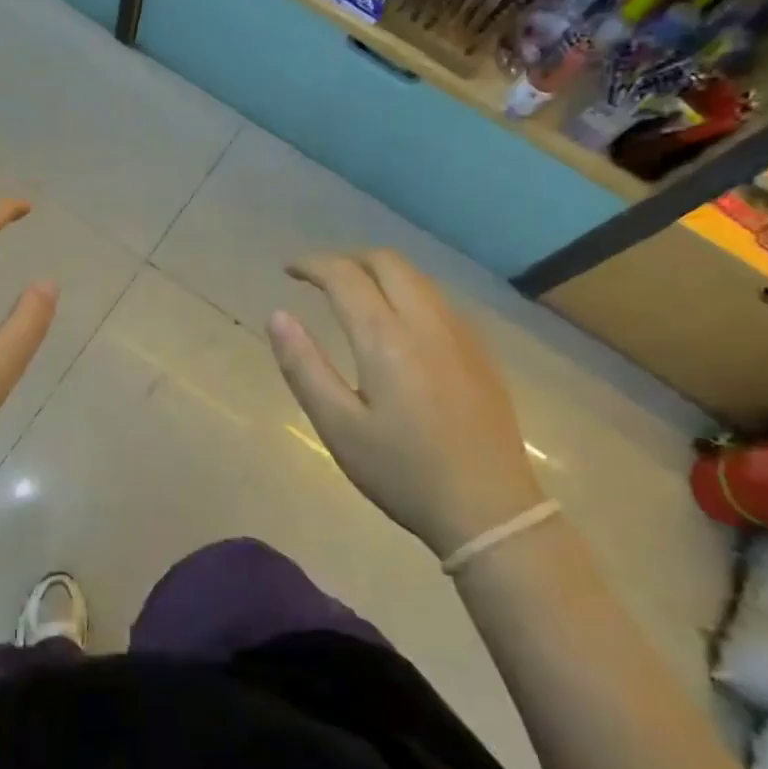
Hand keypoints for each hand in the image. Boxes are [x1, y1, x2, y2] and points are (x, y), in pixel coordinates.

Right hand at [269, 249, 543, 559]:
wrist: (490, 508)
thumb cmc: (404, 472)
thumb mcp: (339, 427)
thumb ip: (304, 367)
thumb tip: (278, 315)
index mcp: (386, 338)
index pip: (345, 276)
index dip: (312, 265)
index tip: (289, 271)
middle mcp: (426, 321)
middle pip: (386, 261)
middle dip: (347, 259)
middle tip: (319, 279)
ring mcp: (460, 333)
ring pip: (416, 277)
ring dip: (378, 272)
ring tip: (353, 294)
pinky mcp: (480, 350)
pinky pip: (437, 298)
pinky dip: (406, 291)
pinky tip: (397, 323)